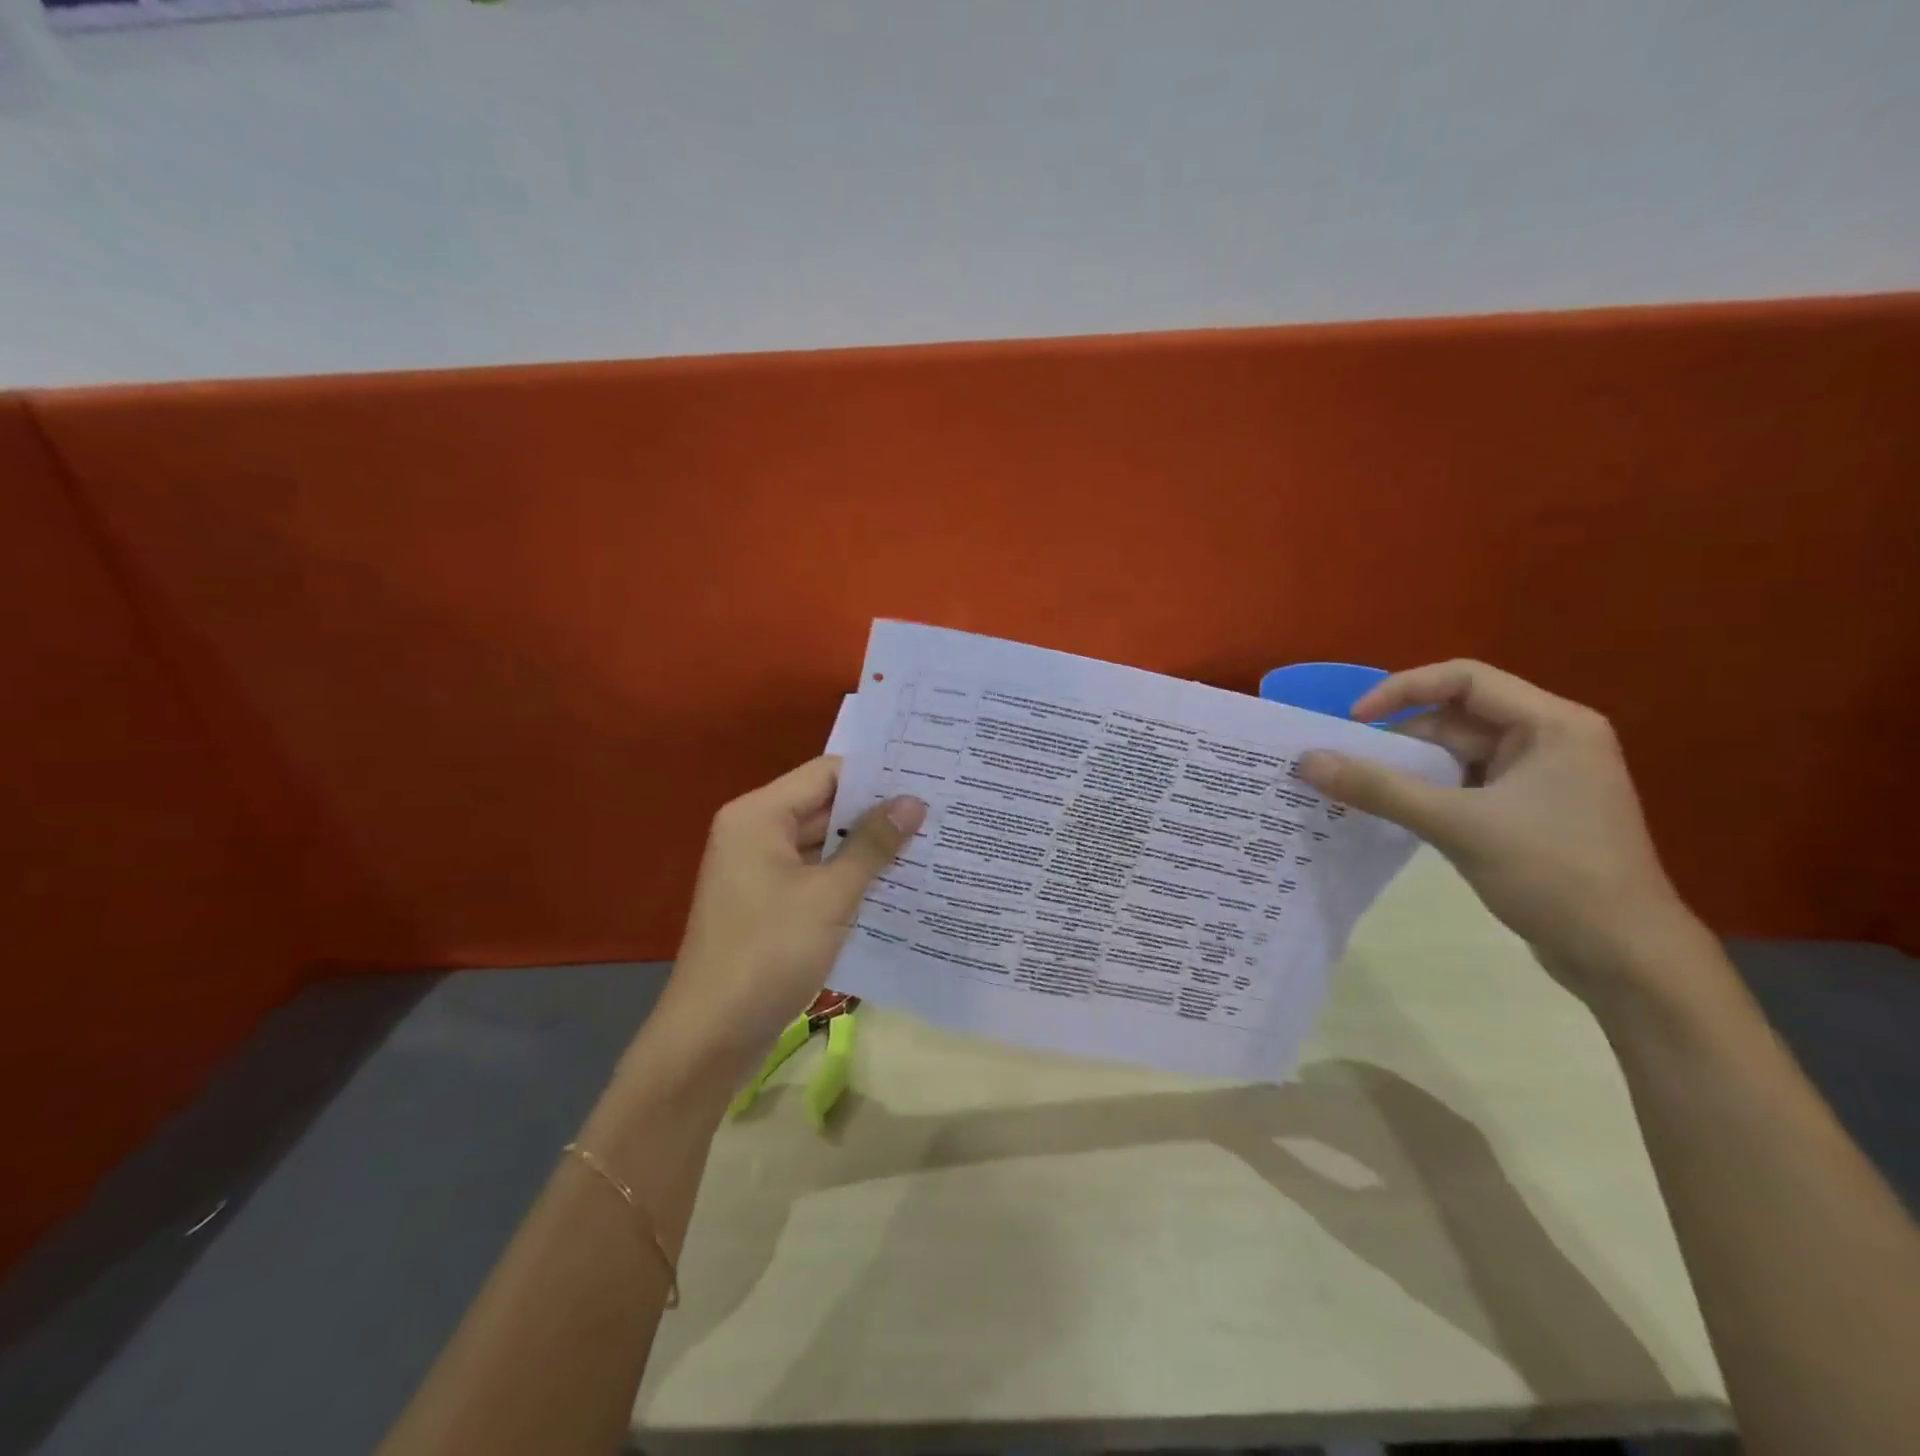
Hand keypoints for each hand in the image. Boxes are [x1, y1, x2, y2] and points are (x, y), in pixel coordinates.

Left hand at [651, 757, 925, 1084]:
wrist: (712, 1037)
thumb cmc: (769, 953)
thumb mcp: (830, 895)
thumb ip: (873, 845)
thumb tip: (915, 801)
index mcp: (759, 815)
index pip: (827, 773)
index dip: (876, 774)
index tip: (926, 777)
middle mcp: (755, 832)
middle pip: (824, 806)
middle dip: (877, 812)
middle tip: (937, 809)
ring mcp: (760, 870)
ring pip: (823, 844)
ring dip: (867, 847)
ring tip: (928, 842)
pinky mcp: (769, 904)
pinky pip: (815, 875)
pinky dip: (849, 877)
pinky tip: (895, 884)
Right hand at [1298, 661, 1700, 995]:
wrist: (1626, 959)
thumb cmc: (1553, 875)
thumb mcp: (1457, 825)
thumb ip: (1379, 788)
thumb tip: (1308, 761)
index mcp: (1553, 724)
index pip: (1464, 679)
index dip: (1402, 690)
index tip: (1354, 720)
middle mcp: (1550, 740)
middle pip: (1459, 717)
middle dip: (1400, 735)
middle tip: (1346, 760)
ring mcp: (1542, 779)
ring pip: (1458, 754)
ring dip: (1409, 767)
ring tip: (1357, 785)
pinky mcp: (1530, 813)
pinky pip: (1466, 785)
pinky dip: (1427, 793)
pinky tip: (1392, 811)